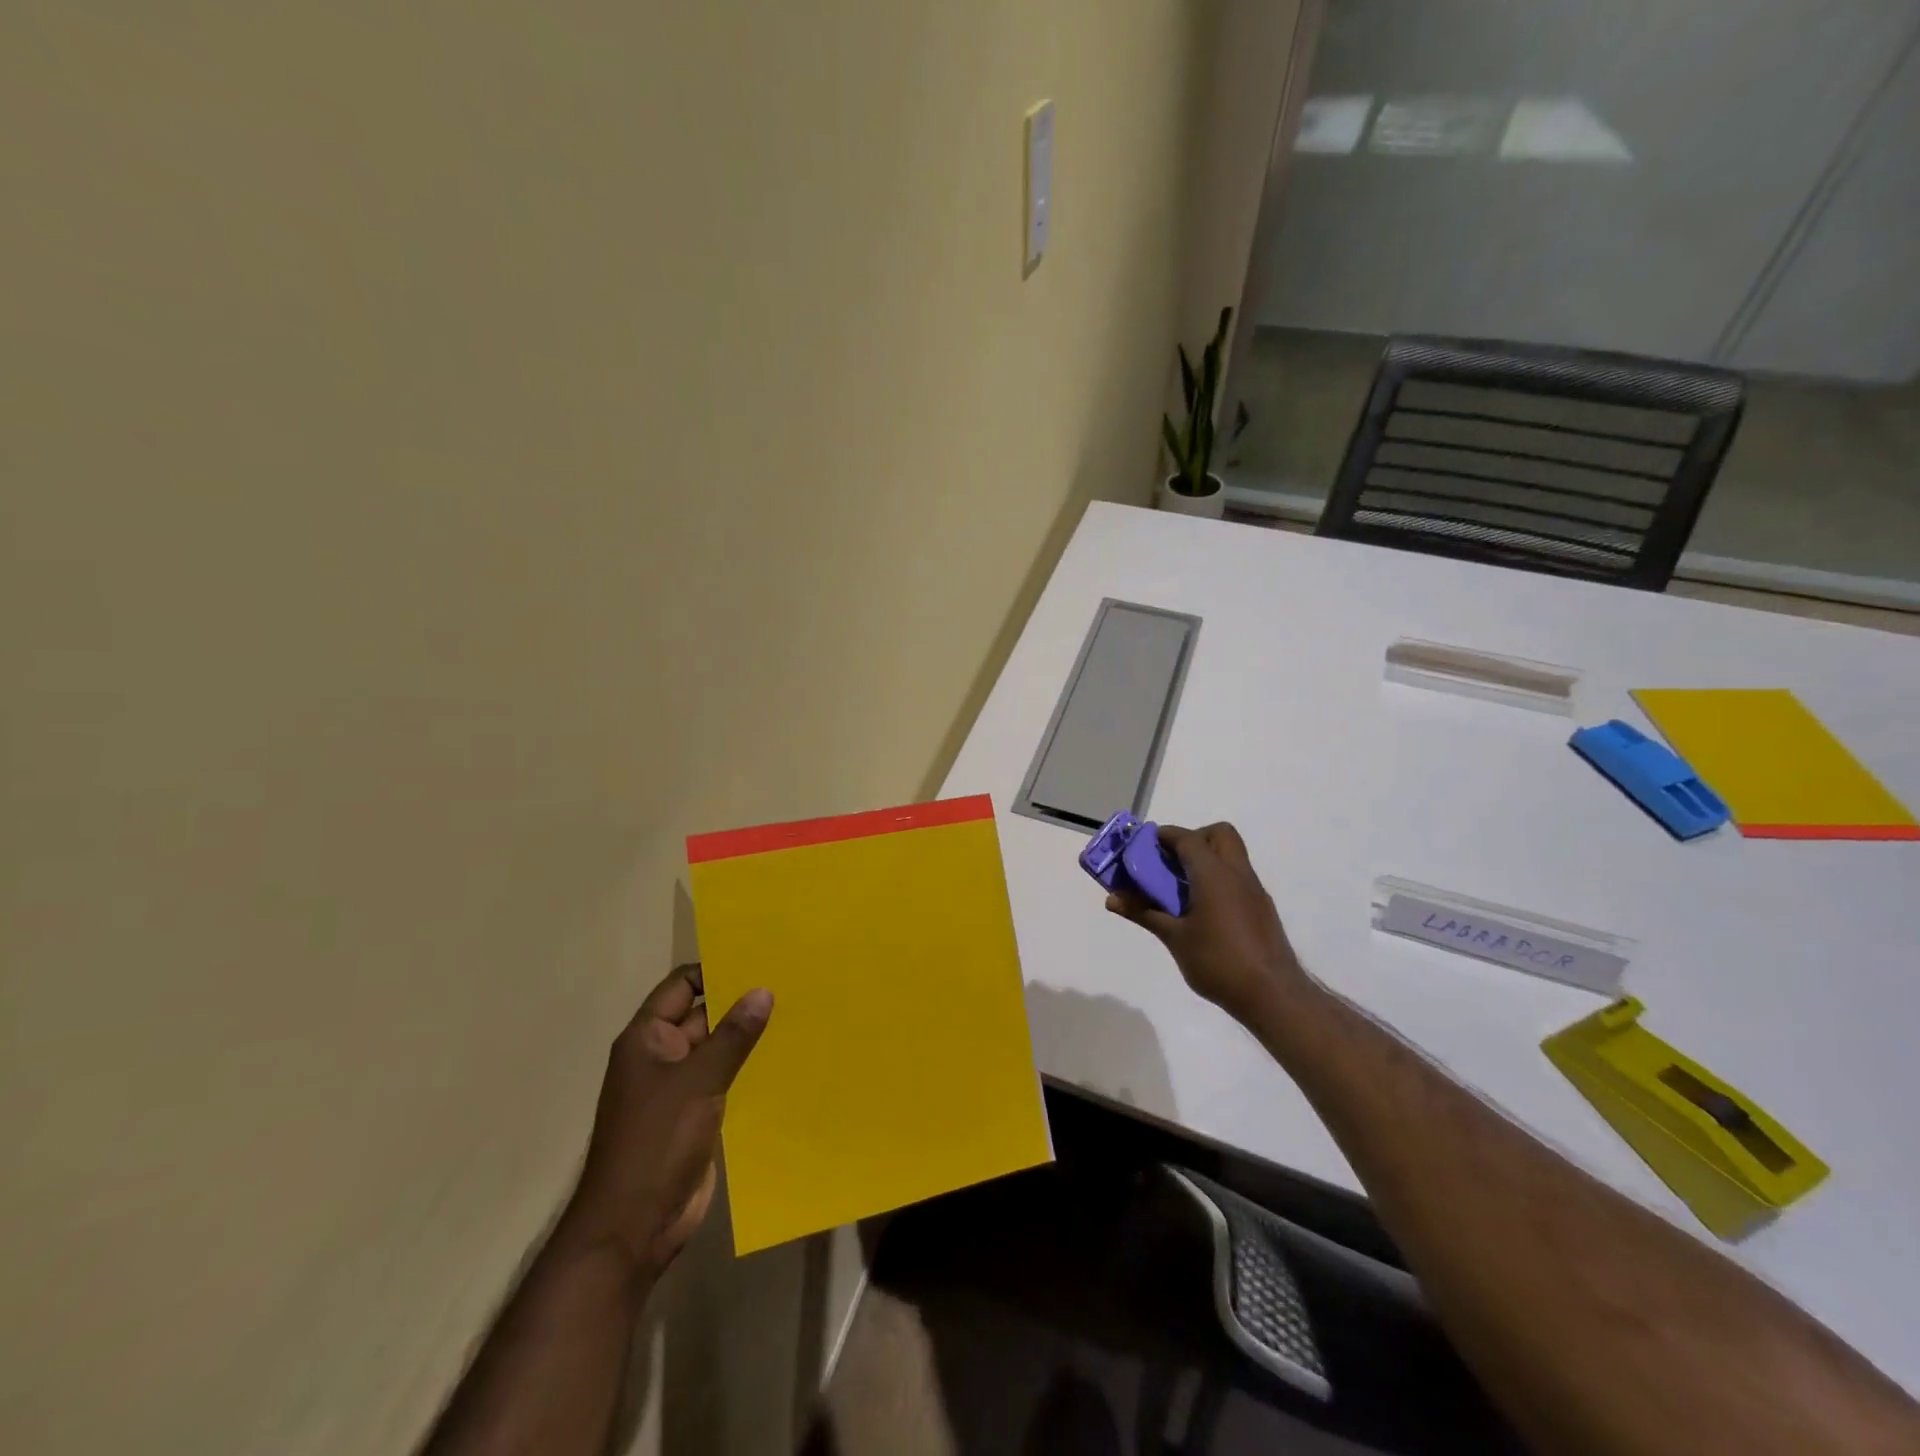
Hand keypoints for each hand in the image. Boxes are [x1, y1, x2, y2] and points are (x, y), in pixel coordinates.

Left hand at [561, 964, 771, 1281]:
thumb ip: (732, 1035)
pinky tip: (784, 1058)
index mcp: (647, 1038)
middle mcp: (660, 1056)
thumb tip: (763, 991)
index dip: (715, 971)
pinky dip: (748, 1067)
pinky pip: (724, 1078)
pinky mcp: (695, 1115)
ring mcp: (678, 1087)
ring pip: (716, 1047)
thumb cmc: (656, 1142)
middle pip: (702, 1014)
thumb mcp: (698, 1081)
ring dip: (747, 1035)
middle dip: (739, 1001)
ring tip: (795, 1014)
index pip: (681, 986)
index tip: (759, 961)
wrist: (634, 1226)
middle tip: (788, 982)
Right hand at [1105, 822, 1307, 1025]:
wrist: (1273, 995)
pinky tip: (1201, 911)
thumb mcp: (1174, 938)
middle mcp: (1237, 873)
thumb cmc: (1218, 961)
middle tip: (1170, 863)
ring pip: (1230, 856)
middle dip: (1192, 840)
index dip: (1163, 837)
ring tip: (1180, 889)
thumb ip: (1144, 912)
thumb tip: (1111, 899)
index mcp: (1214, 874)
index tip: (1142, 847)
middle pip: (1219, 834)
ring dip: (1205, 860)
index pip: (1187, 838)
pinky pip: (1237, 878)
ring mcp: (1254, 890)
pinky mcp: (1261, 908)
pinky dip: (1217, 880)